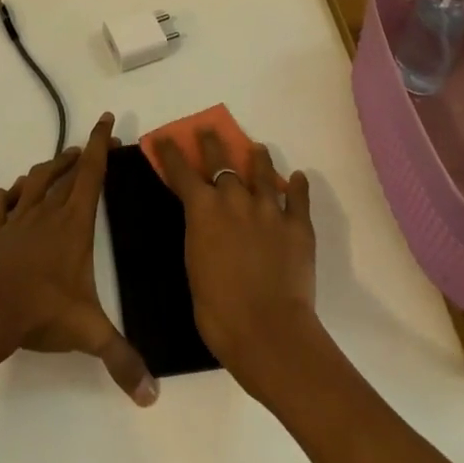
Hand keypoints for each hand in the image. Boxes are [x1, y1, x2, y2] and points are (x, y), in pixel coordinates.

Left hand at [0, 112, 156, 406]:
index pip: (92, 173)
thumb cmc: (41, 310)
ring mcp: (18, 217)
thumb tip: (152, 396)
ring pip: (35, 178)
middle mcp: (47, 210)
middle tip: (95, 146)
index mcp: (73, 222)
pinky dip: (7, 194)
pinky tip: (11, 195)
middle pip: (66, 170)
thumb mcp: (88, 332)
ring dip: (50, 167)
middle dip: (83, 153)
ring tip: (61, 162)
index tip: (107, 118)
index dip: (101, 144)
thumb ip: (121, 359)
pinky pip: (0, 202)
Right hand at [155, 131, 318, 400]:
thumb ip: (200, 236)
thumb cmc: (219, 312)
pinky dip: (298, 186)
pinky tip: (299, 178)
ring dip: (258, 158)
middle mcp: (235, 199)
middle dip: (212, 142)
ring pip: (263, 171)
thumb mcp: (194, 267)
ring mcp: (269, 209)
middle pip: (221, 160)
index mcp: (203, 209)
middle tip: (209, 130)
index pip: (182, 171)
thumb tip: (205, 226)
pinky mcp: (298, 225)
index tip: (165, 137)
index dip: (171, 152)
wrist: (269, 332)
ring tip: (258, 149)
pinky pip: (299, 198)